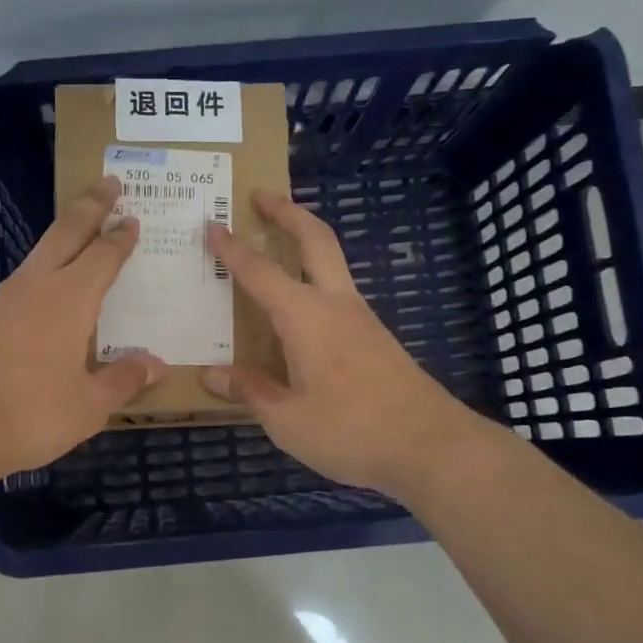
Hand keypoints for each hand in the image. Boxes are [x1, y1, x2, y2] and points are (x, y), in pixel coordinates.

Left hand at [0, 177, 165, 484]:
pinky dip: (42, 272)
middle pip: (66, 233)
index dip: (120, 237)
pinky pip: (22, 282)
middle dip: (89, 206)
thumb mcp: (88, 406)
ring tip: (79, 233)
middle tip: (108, 183)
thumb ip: (122, 380)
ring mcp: (3, 300)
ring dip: (62, 236)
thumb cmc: (29, 413)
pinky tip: (44, 291)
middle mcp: (36, 286)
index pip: (102, 256)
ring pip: (39, 254)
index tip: (133, 218)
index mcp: (70, 299)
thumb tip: (156, 365)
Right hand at [204, 192, 487, 500]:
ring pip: (333, 263)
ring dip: (306, 241)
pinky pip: (339, 293)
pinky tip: (301, 309)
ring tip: (277, 244)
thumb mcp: (286, 420)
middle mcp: (336, 305)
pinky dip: (316, 279)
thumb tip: (211, 374)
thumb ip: (249, 391)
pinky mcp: (376, 338)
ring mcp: (362, 319)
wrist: (431, 446)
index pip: (260, 272)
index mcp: (306, 317)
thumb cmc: (350, 431)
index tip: (211, 224)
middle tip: (262, 196)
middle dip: (287, 212)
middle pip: (315, 239)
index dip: (233, 249)